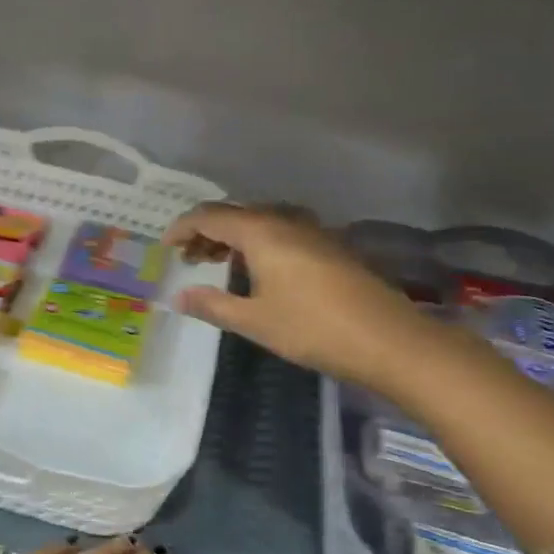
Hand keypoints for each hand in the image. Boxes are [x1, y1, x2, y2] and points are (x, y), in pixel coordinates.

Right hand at [164, 203, 437, 388]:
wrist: (388, 340)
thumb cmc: (312, 328)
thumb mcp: (254, 321)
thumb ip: (212, 305)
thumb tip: (178, 297)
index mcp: (262, 231)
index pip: (210, 216)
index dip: (182, 228)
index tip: (165, 248)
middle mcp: (286, 221)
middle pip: (235, 214)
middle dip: (206, 232)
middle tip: (188, 258)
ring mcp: (312, 231)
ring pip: (261, 222)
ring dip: (233, 237)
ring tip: (217, 262)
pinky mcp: (330, 246)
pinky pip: (281, 232)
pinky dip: (258, 243)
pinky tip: (257, 270)